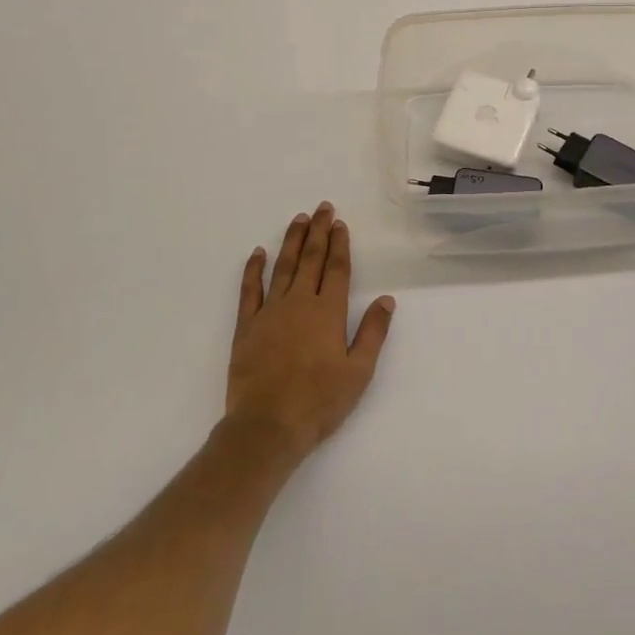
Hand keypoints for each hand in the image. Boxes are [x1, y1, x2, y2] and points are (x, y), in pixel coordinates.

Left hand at [224, 202, 394, 467]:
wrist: (267, 427)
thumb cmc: (319, 402)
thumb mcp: (358, 372)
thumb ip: (373, 332)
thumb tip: (387, 299)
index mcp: (328, 312)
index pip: (337, 269)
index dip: (339, 244)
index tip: (340, 223)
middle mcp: (300, 303)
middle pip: (311, 259)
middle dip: (318, 231)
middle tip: (322, 207)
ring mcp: (270, 312)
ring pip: (283, 267)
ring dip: (291, 241)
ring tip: (298, 219)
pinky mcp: (246, 327)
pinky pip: (249, 290)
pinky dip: (253, 269)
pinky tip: (258, 253)